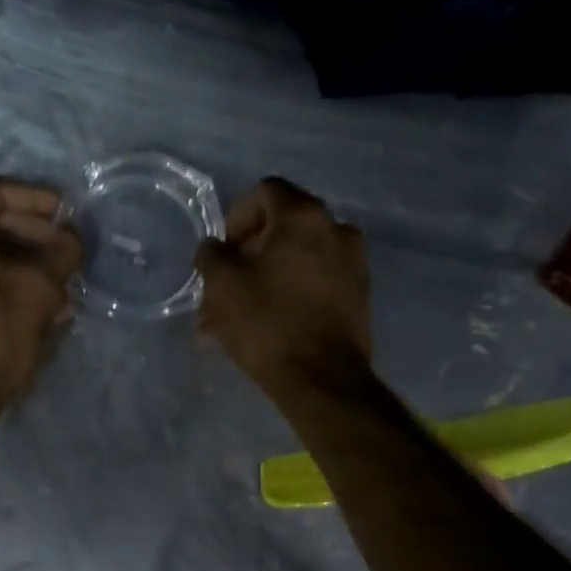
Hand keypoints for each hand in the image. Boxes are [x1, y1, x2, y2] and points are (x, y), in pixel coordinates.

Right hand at [195, 178, 370, 396]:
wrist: (322, 378)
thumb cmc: (267, 322)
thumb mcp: (222, 285)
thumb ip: (211, 255)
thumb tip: (214, 247)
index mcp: (303, 216)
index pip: (265, 192)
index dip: (236, 217)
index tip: (223, 252)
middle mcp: (336, 229)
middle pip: (283, 228)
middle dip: (249, 254)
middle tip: (225, 286)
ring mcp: (353, 263)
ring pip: (297, 260)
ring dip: (266, 278)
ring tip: (239, 315)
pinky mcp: (358, 296)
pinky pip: (316, 282)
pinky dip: (290, 293)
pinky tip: (267, 324)